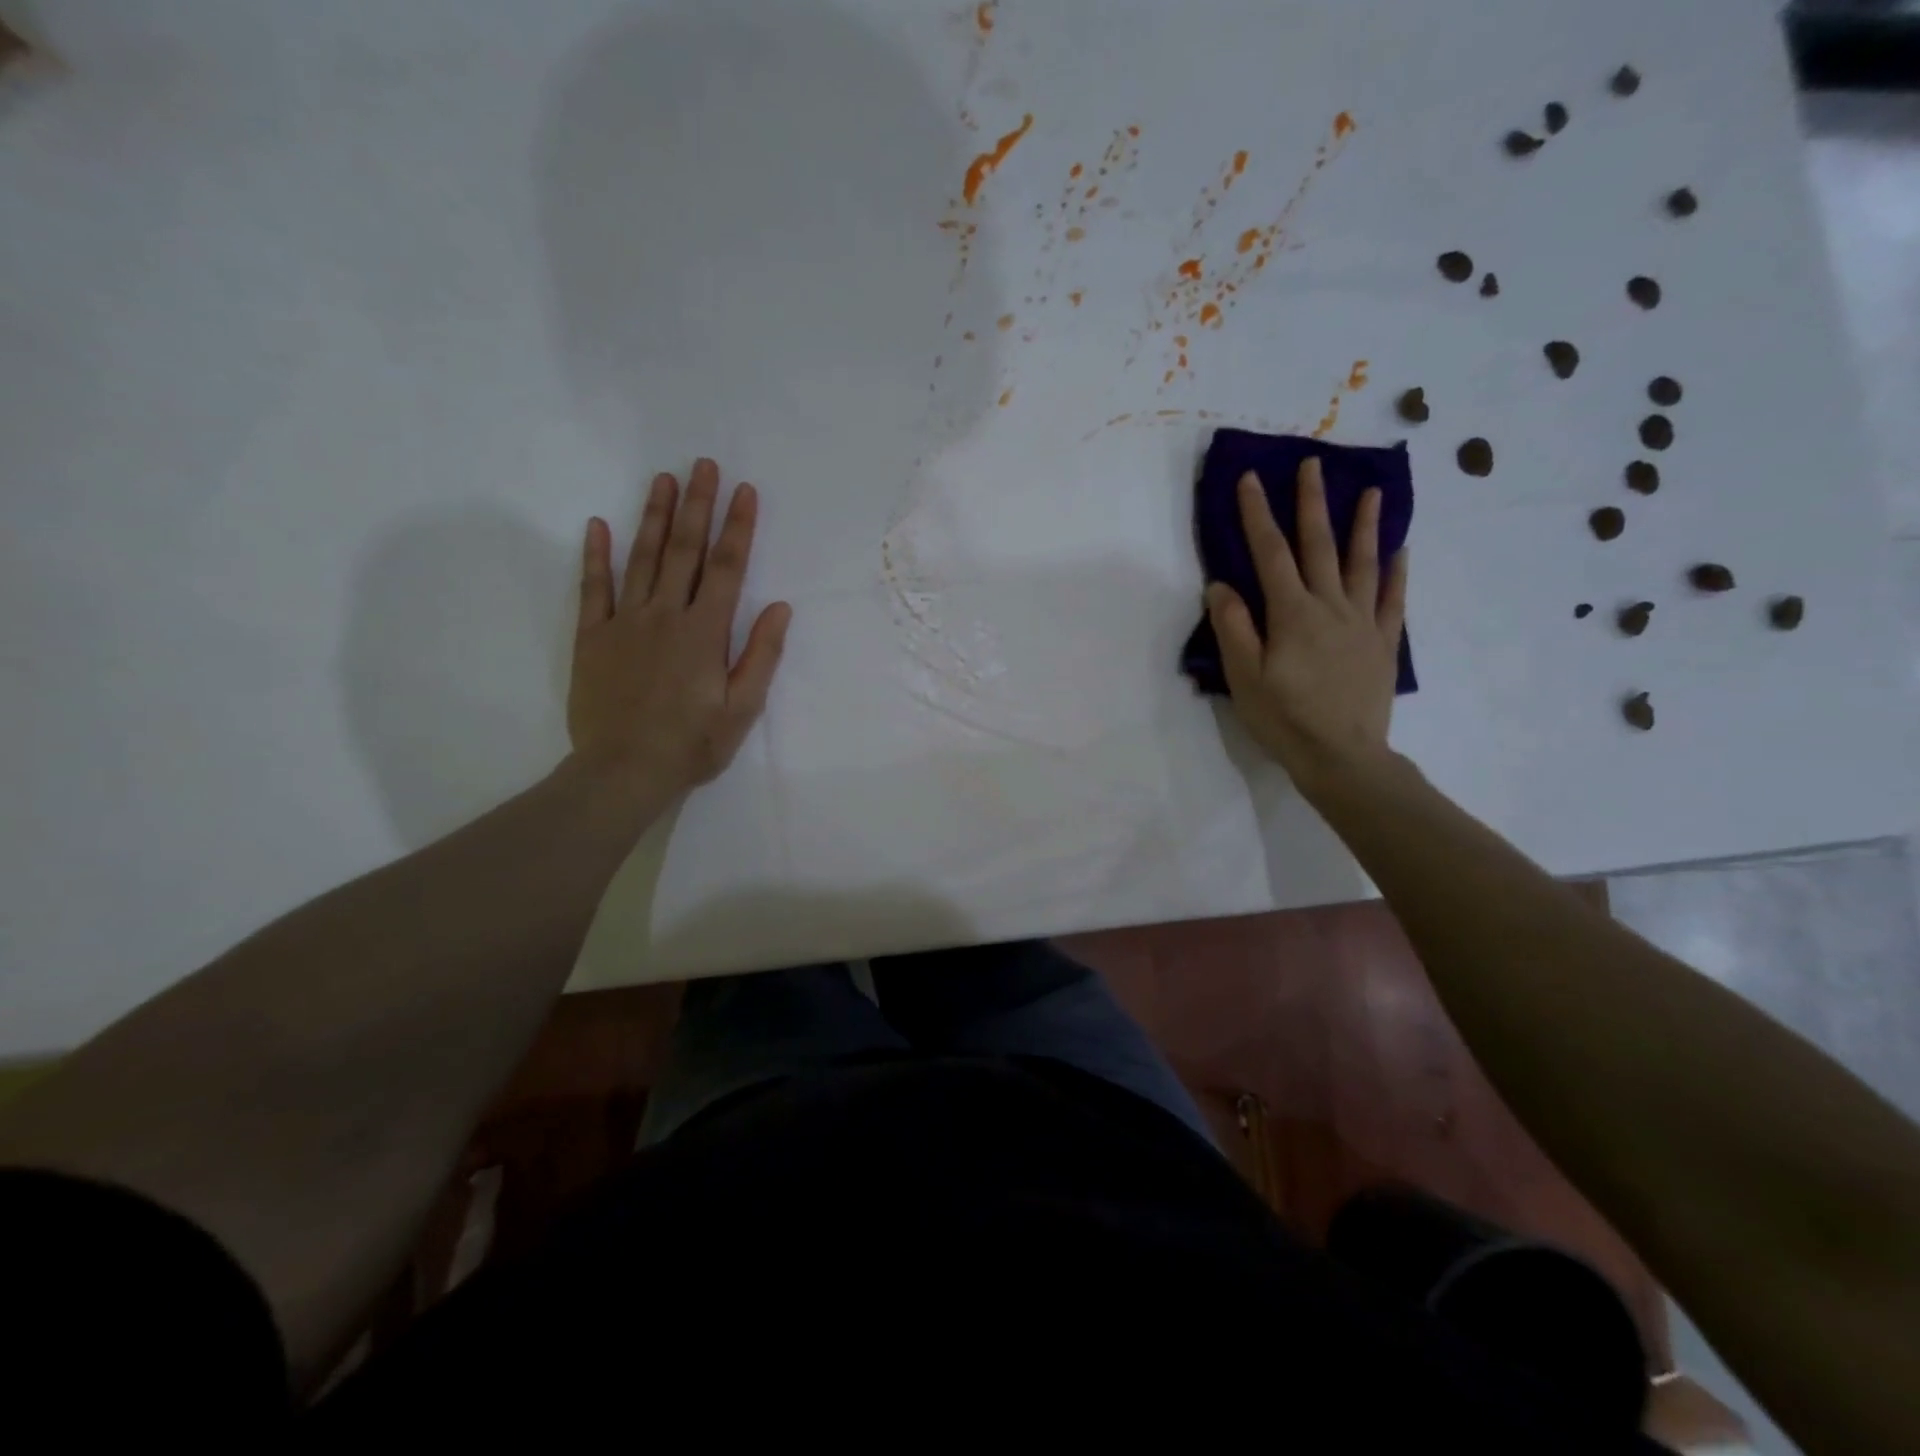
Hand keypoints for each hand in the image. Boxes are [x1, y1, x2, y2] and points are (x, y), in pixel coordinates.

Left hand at [567, 458, 791, 805]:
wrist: (623, 771)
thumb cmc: (692, 744)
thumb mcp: (742, 708)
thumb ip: (761, 655)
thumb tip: (780, 607)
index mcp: (705, 633)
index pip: (727, 569)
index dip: (738, 528)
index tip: (744, 491)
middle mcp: (666, 616)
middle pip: (684, 551)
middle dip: (697, 506)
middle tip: (703, 465)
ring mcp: (625, 623)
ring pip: (641, 559)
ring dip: (653, 516)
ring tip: (663, 479)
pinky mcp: (593, 637)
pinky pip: (593, 589)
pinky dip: (595, 556)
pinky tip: (598, 526)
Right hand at [1205, 457, 1407, 787]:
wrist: (1342, 756)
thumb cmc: (1285, 718)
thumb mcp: (1244, 677)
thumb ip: (1233, 627)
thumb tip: (1222, 585)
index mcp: (1292, 613)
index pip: (1269, 553)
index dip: (1257, 514)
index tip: (1250, 479)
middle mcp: (1330, 606)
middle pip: (1319, 545)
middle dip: (1312, 503)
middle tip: (1313, 464)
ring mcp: (1362, 622)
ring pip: (1362, 564)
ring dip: (1364, 525)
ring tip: (1372, 492)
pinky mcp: (1382, 643)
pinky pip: (1392, 599)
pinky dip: (1396, 573)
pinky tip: (1401, 551)